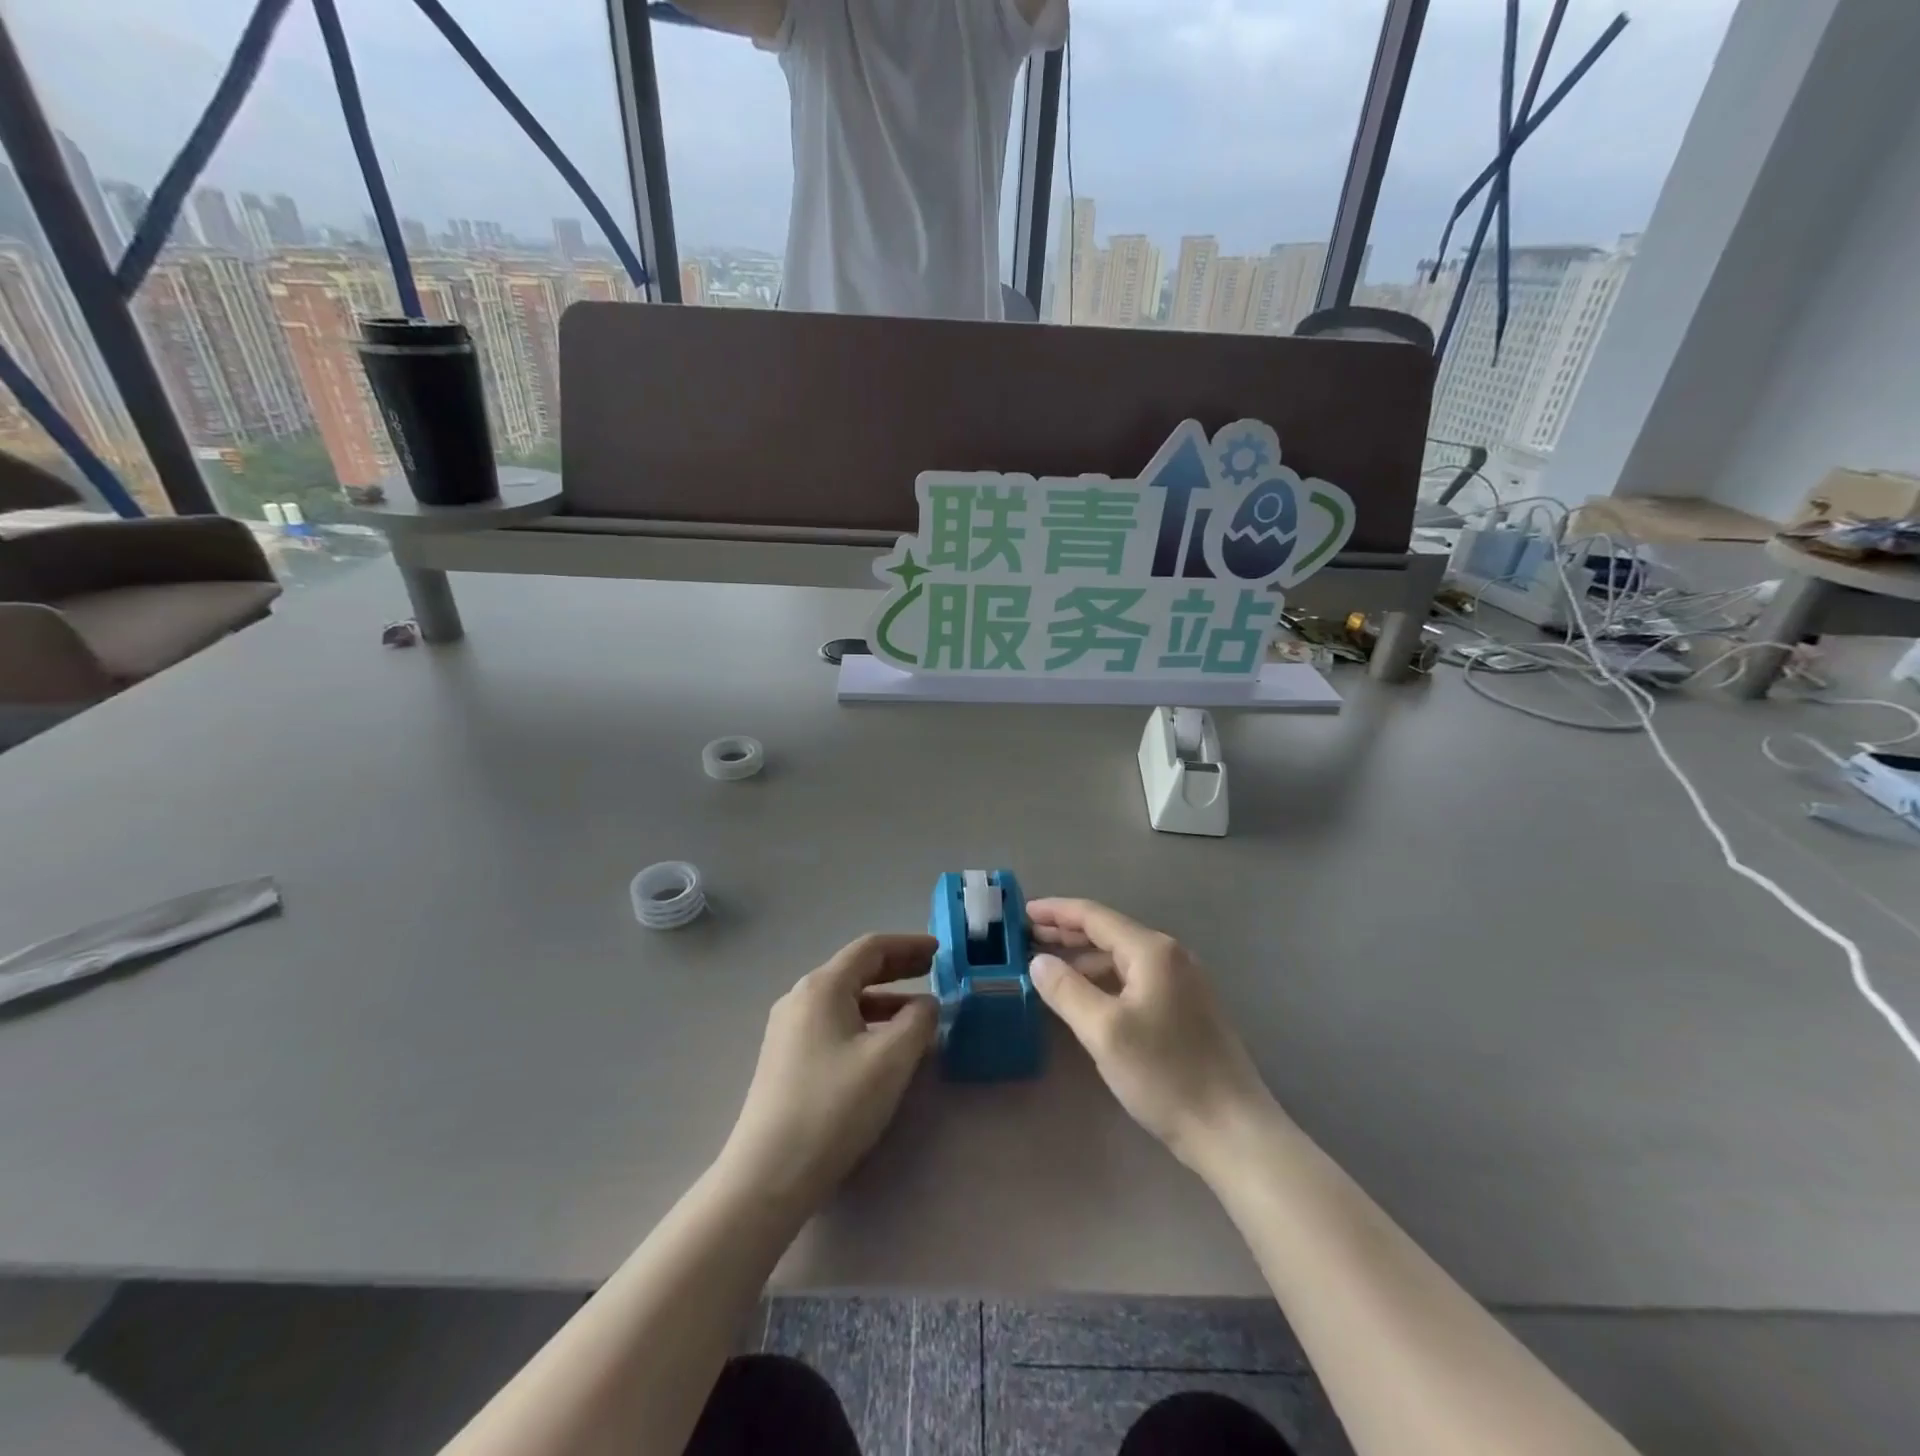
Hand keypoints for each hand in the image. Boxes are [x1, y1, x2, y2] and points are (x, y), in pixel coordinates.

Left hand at [719, 934, 939, 1215]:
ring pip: (845, 999)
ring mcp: (788, 1029)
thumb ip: (918, 1022)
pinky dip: (865, 1022)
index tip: (940, 951)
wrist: (768, 1175)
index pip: (871, 948)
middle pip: (855, 969)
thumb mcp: (891, 1060)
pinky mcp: (786, 1058)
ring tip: (918, 1015)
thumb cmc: (834, 1107)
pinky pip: (833, 1023)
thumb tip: (927, 1004)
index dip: (908, 945)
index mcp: (822, 987)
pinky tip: (884, 1046)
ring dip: (884, 1000)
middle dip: (897, 968)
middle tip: (932, 971)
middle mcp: (801, 998)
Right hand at [1028, 898, 1276, 1170]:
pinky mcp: (1185, 1007)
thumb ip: (1066, 990)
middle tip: (1025, 937)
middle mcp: (1170, 956)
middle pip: (1108, 932)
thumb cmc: (1165, 1074)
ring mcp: (1181, 981)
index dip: (1055, 911)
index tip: (1021, 912)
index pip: (1094, 916)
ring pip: (1120, 958)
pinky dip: (1103, 978)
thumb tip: (1039, 961)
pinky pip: (1133, 978)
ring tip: (1046, 967)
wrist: (1231, 1129)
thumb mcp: (1104, 1032)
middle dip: (1066, 932)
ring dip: (1083, 958)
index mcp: (1152, 951)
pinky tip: (1084, 995)